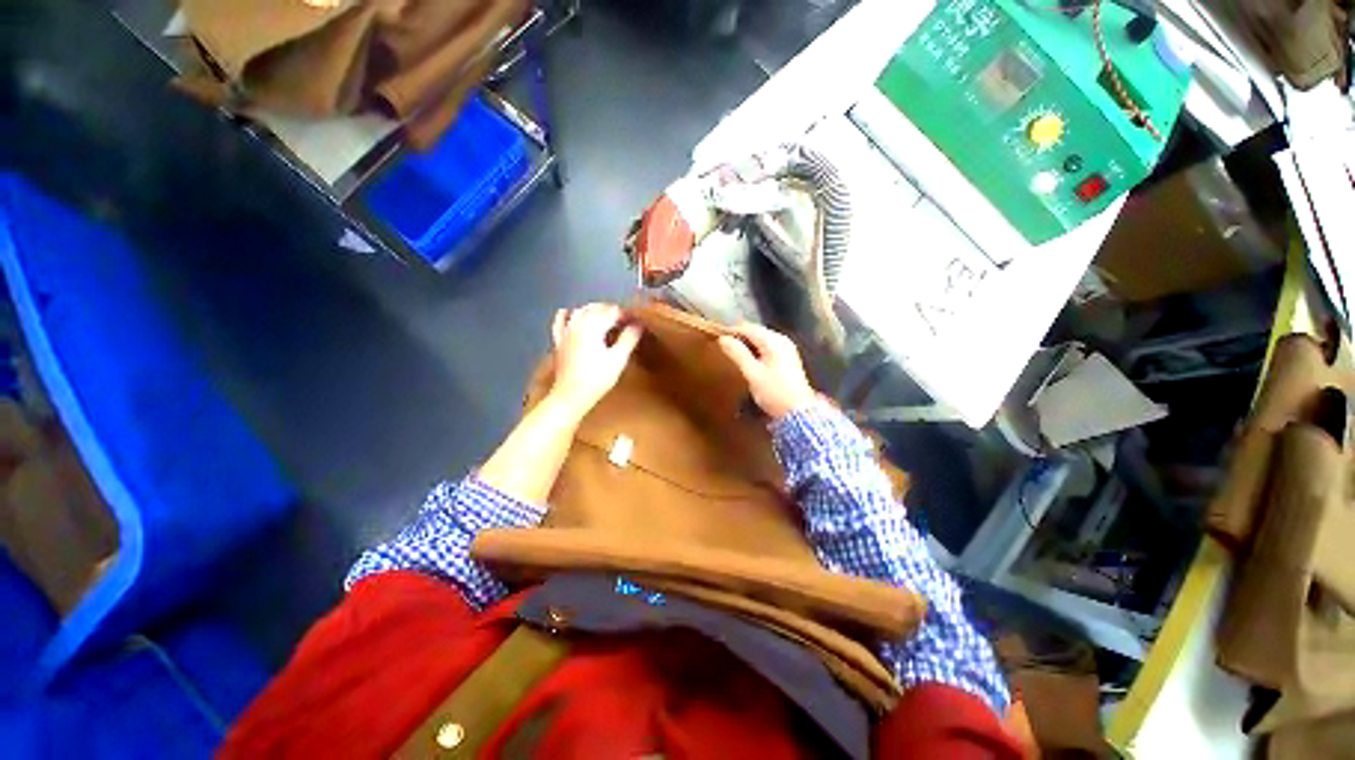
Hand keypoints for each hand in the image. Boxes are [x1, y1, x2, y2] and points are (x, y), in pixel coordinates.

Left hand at [549, 303, 642, 416]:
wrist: (570, 396)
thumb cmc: (597, 379)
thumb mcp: (618, 359)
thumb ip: (628, 339)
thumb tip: (638, 325)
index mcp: (593, 326)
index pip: (613, 312)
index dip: (626, 315)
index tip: (637, 322)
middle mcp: (578, 323)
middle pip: (597, 308)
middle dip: (612, 311)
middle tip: (626, 322)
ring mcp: (566, 331)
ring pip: (581, 311)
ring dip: (595, 310)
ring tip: (607, 319)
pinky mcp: (559, 340)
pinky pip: (561, 320)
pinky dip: (569, 314)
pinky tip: (574, 314)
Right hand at [718, 323, 816, 419]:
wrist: (798, 413)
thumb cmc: (774, 392)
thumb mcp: (752, 373)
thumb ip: (737, 354)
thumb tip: (723, 339)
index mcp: (774, 341)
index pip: (748, 328)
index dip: (731, 332)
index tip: (717, 339)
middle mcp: (782, 341)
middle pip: (756, 332)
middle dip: (739, 338)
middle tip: (723, 348)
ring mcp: (787, 350)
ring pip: (761, 341)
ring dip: (747, 346)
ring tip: (733, 356)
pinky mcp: (788, 360)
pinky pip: (767, 349)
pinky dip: (756, 353)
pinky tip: (748, 363)